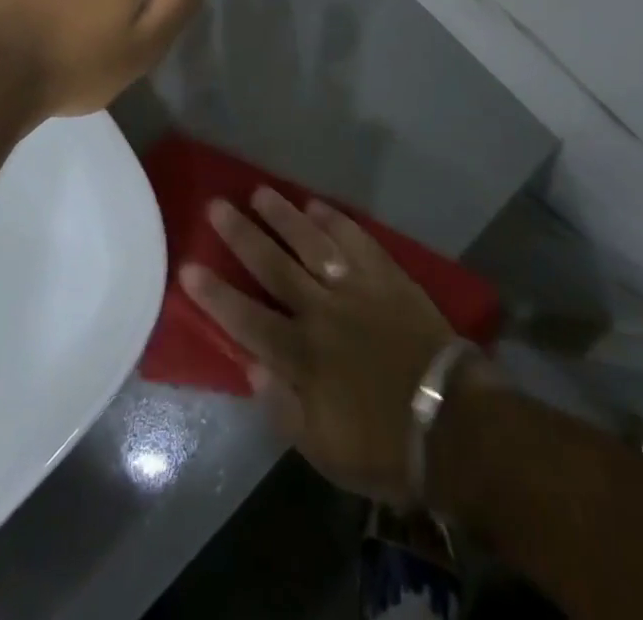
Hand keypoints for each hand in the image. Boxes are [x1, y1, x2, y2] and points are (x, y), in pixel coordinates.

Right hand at [181, 188, 462, 506]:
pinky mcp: (386, 276)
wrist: (454, 423)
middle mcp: (322, 312)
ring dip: (283, 216)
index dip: (215, 294)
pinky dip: (334, 220)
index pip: (247, 319)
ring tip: (260, 192)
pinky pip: (355, 239)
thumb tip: (251, 367)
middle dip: (242, 235)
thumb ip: (284, 407)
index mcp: (302, 356)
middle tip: (216, 206)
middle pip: (274, 266)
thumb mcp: (325, 450)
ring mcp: (355, 288)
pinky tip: (316, 204)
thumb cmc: (386, 445)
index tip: (188, 267)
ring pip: (311, 242)